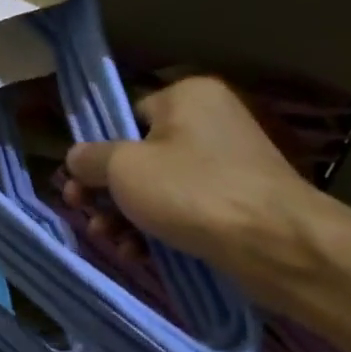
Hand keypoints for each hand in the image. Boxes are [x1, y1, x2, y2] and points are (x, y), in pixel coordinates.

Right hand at [62, 77, 343, 307]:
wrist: (276, 245)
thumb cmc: (192, 192)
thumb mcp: (124, 169)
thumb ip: (90, 159)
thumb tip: (75, 157)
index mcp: (186, 97)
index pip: (125, 117)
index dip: (97, 153)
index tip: (77, 184)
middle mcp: (209, 121)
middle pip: (138, 156)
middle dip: (107, 192)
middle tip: (84, 215)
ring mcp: (226, 163)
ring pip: (157, 188)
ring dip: (126, 216)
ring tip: (110, 241)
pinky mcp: (236, 202)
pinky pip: (183, 209)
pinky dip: (157, 229)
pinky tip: (138, 254)